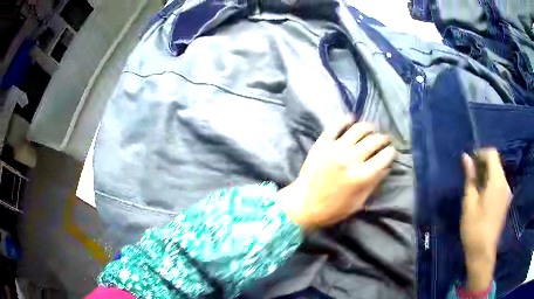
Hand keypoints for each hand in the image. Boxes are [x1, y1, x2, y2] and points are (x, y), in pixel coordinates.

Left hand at [279, 119, 396, 229]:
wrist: (303, 204)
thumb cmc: (332, 209)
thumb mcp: (358, 202)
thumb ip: (374, 183)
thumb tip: (386, 167)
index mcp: (361, 176)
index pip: (385, 156)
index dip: (392, 153)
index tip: (391, 152)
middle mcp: (350, 159)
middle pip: (374, 140)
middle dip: (384, 139)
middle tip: (385, 140)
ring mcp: (335, 148)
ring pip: (358, 129)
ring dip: (369, 127)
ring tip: (372, 129)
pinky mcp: (322, 143)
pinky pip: (336, 126)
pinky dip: (345, 120)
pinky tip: (351, 120)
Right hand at [460, 149, 510, 291]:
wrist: (483, 253)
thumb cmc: (474, 228)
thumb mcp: (469, 202)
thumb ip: (470, 178)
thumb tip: (466, 157)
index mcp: (497, 181)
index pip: (492, 154)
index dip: (481, 153)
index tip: (470, 163)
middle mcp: (505, 183)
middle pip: (496, 163)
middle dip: (483, 164)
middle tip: (471, 176)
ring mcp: (507, 193)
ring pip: (498, 173)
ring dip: (487, 174)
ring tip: (475, 187)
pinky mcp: (506, 201)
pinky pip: (500, 184)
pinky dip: (491, 183)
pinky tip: (483, 196)